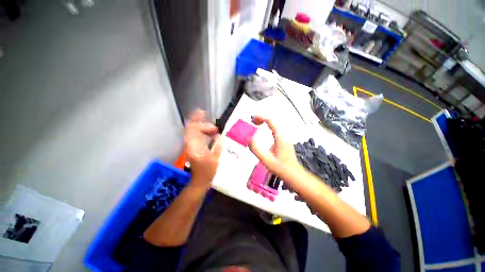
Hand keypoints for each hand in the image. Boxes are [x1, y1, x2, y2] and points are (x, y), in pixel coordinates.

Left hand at [185, 110, 221, 189]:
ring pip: (196, 132)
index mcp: (193, 146)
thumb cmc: (207, 172)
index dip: (197, 120)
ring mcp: (193, 145)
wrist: (200, 180)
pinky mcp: (197, 147)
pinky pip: (199, 136)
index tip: (203, 113)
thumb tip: (219, 136)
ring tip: (214, 128)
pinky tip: (212, 133)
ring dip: (204, 127)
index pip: (192, 129)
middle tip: (214, 126)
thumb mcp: (214, 160)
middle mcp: (191, 144)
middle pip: (193, 128)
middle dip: (202, 123)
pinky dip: (205, 132)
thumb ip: (217, 147)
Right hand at [248, 116, 302, 180]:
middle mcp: (283, 136)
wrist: (294, 175)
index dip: (261, 118)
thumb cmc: (281, 168)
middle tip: (253, 121)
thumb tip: (248, 139)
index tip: (252, 119)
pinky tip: (264, 132)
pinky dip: (268, 128)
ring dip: (265, 123)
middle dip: (262, 119)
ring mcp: (284, 139)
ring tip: (256, 124)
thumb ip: (256, 150)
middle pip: (273, 122)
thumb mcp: (267, 160)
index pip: (271, 122)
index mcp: (280, 138)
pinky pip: (275, 130)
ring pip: (275, 126)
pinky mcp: (284, 142)